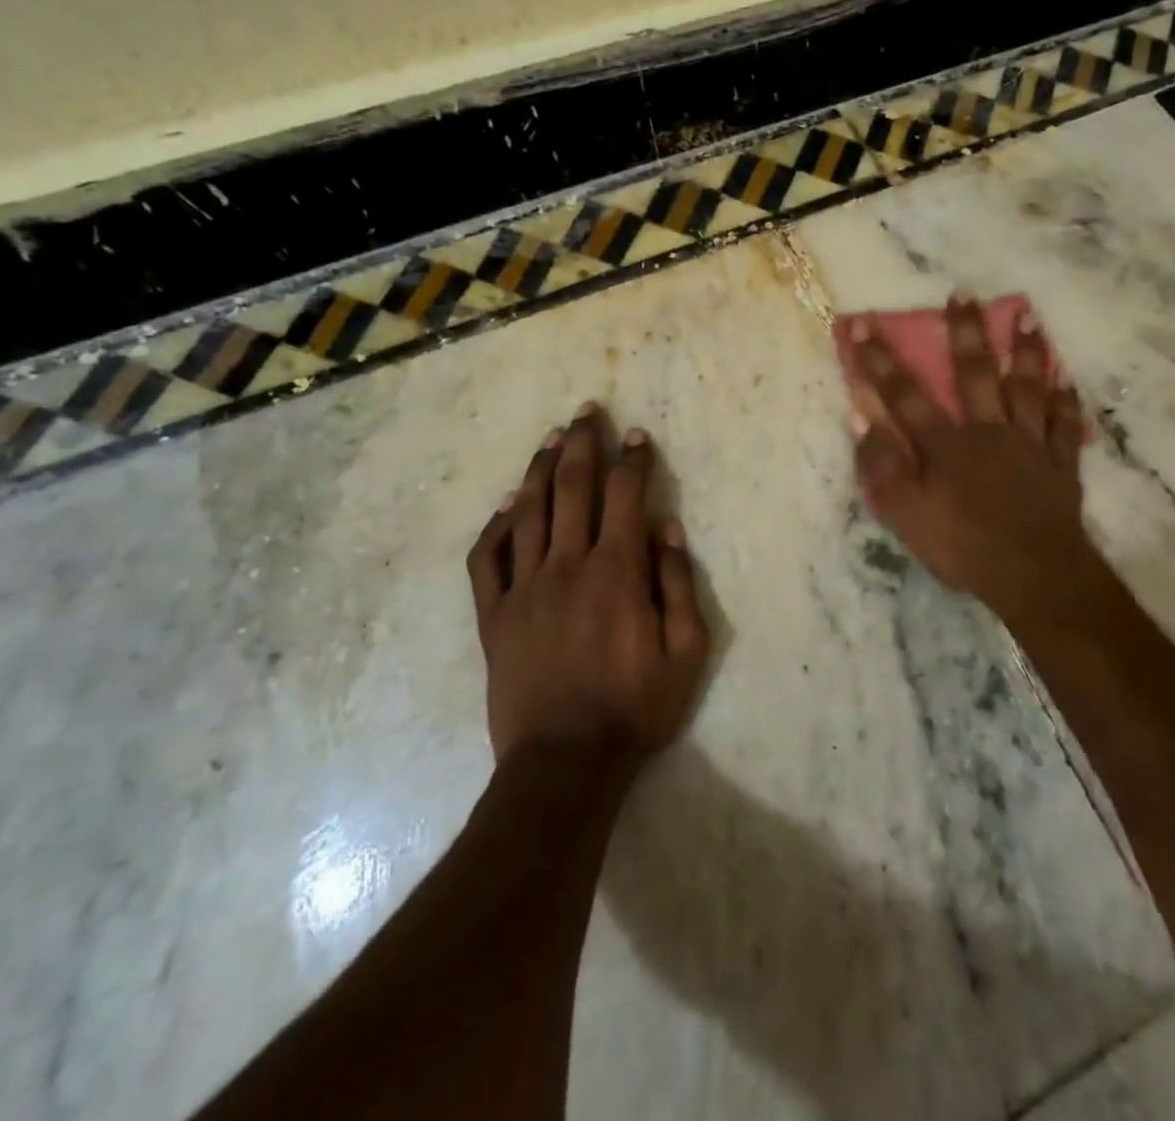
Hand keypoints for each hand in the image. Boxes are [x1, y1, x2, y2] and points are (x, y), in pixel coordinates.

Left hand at [467, 405, 709, 767]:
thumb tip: (666, 527)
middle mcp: (568, 565)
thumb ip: (678, 583)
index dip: (633, 460)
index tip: (637, 435)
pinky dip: (496, 526)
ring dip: (540, 469)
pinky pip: (487, 559)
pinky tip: (507, 506)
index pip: (626, 495)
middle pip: (572, 487)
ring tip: (550, 438)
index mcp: (617, 571)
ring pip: (528, 511)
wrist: (565, 762)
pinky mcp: (494, 616)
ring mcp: (524, 589)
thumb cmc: (636, 706)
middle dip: (582, 443)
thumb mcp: (686, 650)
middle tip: (587, 411)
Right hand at [849, 296, 1101, 620]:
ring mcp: (1029, 443)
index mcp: (945, 444)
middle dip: (965, 331)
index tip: (863, 323)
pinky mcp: (1060, 462)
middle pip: (975, 373)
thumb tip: (860, 415)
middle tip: (964, 294)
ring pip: (1027, 386)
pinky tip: (1066, 380)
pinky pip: (1065, 424)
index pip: (904, 394)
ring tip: (1027, 315)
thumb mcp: (906, 514)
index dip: (880, 359)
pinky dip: (1066, 401)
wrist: (1034, 575)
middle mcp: (987, 430)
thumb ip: (882, 465)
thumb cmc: (964, 547)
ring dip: (1025, 350)